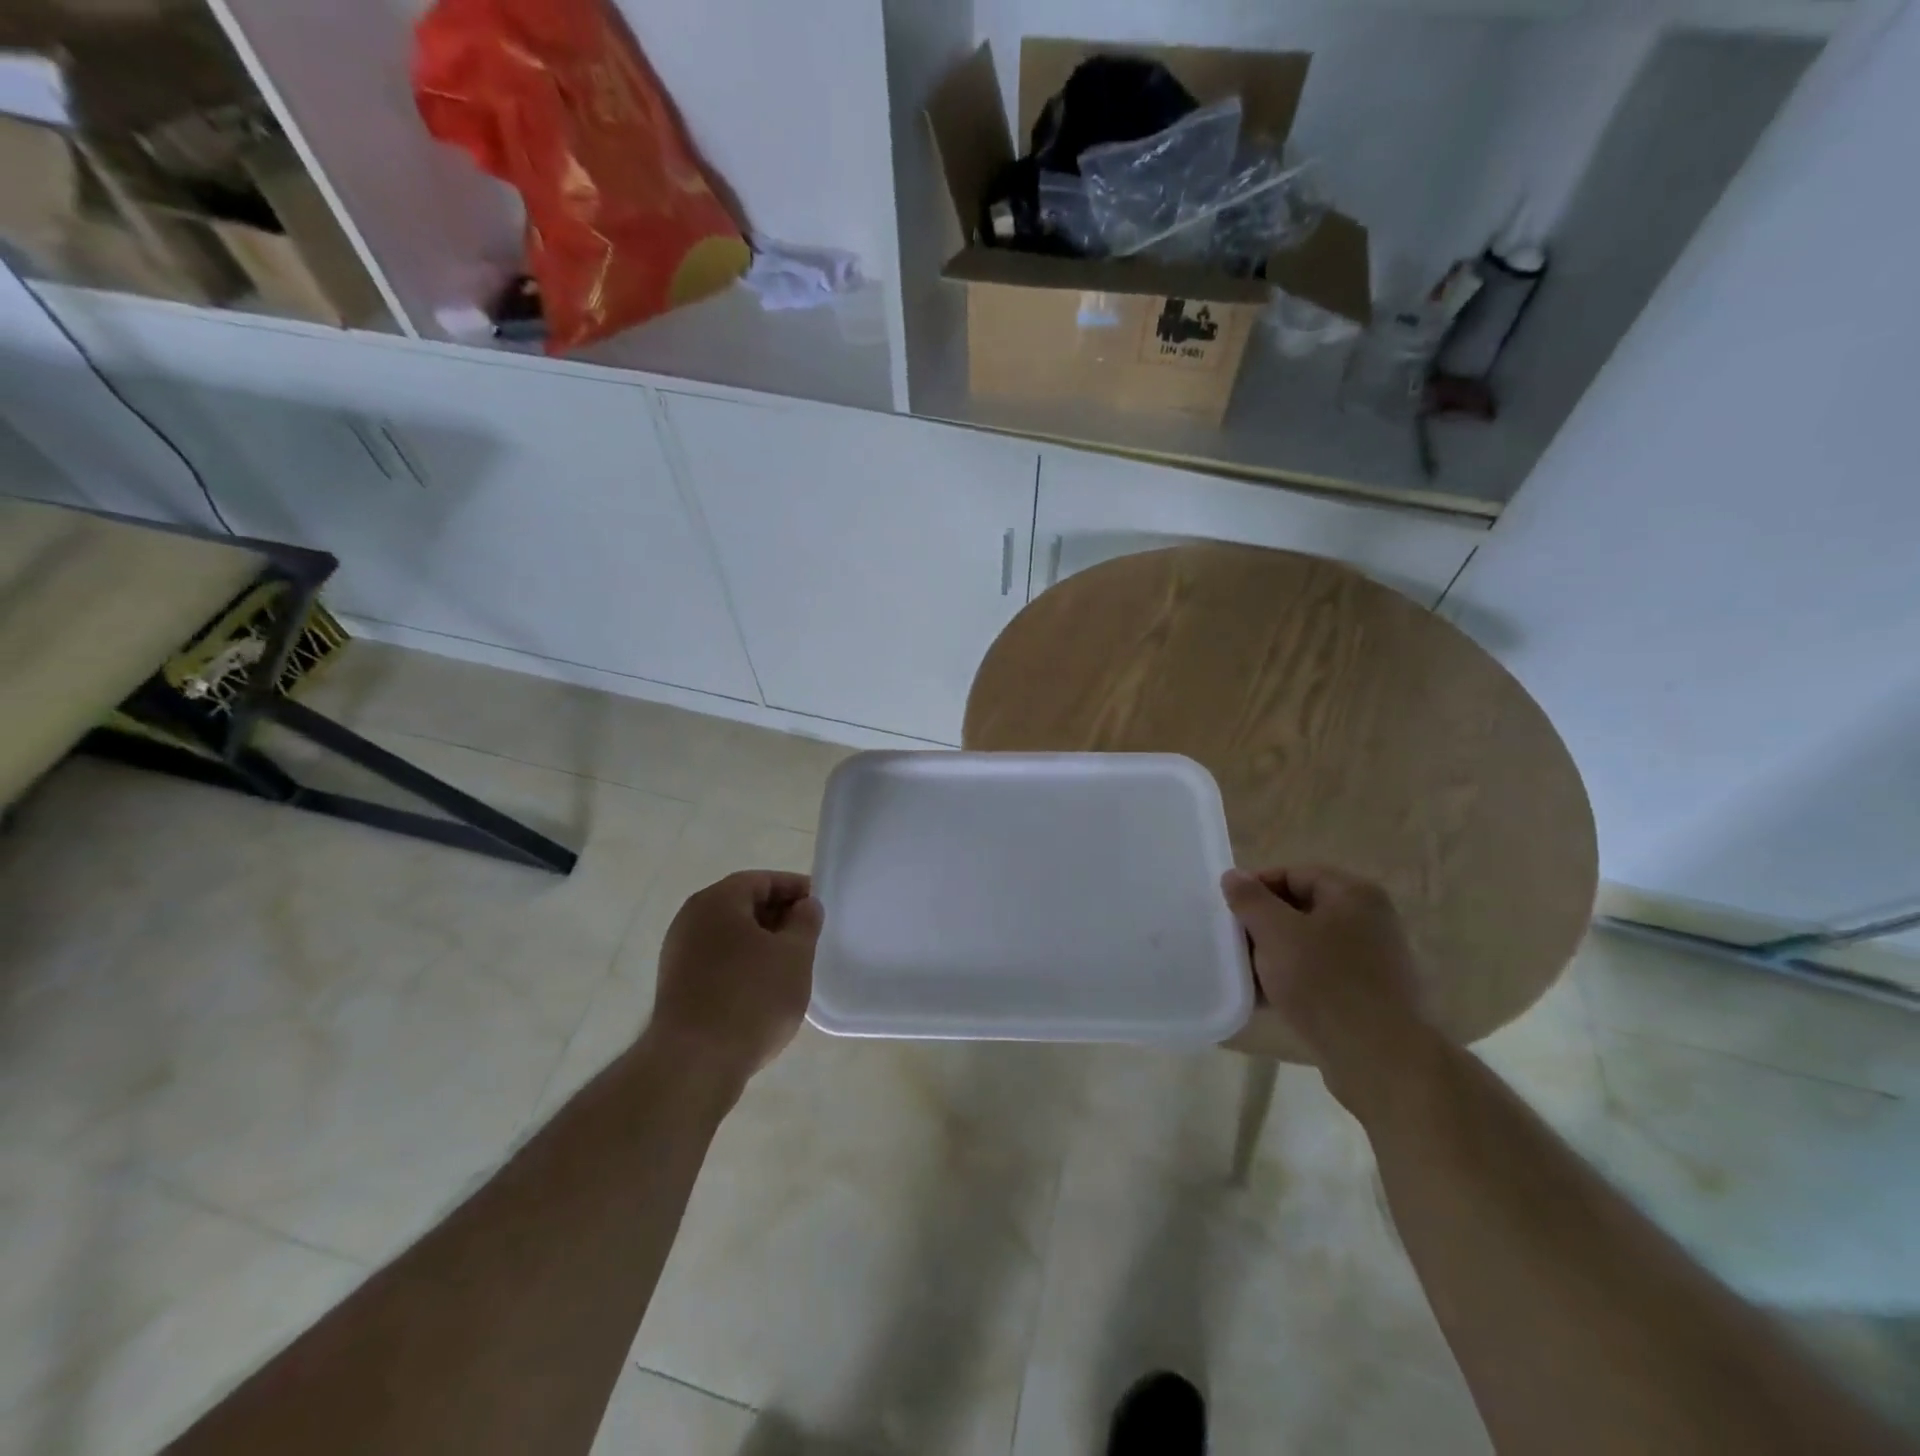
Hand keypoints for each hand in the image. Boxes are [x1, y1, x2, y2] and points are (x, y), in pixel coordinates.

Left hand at [649, 870, 822, 1087]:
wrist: (693, 1063)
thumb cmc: (751, 998)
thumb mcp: (794, 955)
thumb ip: (805, 922)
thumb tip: (805, 905)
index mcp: (718, 901)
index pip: (762, 880)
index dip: (795, 888)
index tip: (819, 906)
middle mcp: (691, 918)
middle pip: (743, 904)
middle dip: (778, 915)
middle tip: (809, 935)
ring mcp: (678, 952)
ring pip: (730, 934)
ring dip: (761, 942)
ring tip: (790, 964)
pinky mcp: (676, 984)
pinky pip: (717, 959)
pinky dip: (742, 963)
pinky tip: (763, 987)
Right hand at [1221, 865, 1437, 1110]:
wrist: (1380, 1060)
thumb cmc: (1325, 983)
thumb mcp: (1276, 933)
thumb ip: (1250, 900)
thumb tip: (1233, 876)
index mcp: (1353, 894)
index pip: (1293, 874)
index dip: (1256, 888)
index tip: (1227, 912)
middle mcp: (1369, 920)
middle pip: (1300, 909)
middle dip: (1263, 925)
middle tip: (1232, 943)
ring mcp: (1372, 960)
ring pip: (1308, 945)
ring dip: (1274, 956)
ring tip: (1244, 973)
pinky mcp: (1367, 996)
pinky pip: (1320, 976)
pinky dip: (1292, 981)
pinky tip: (1265, 999)